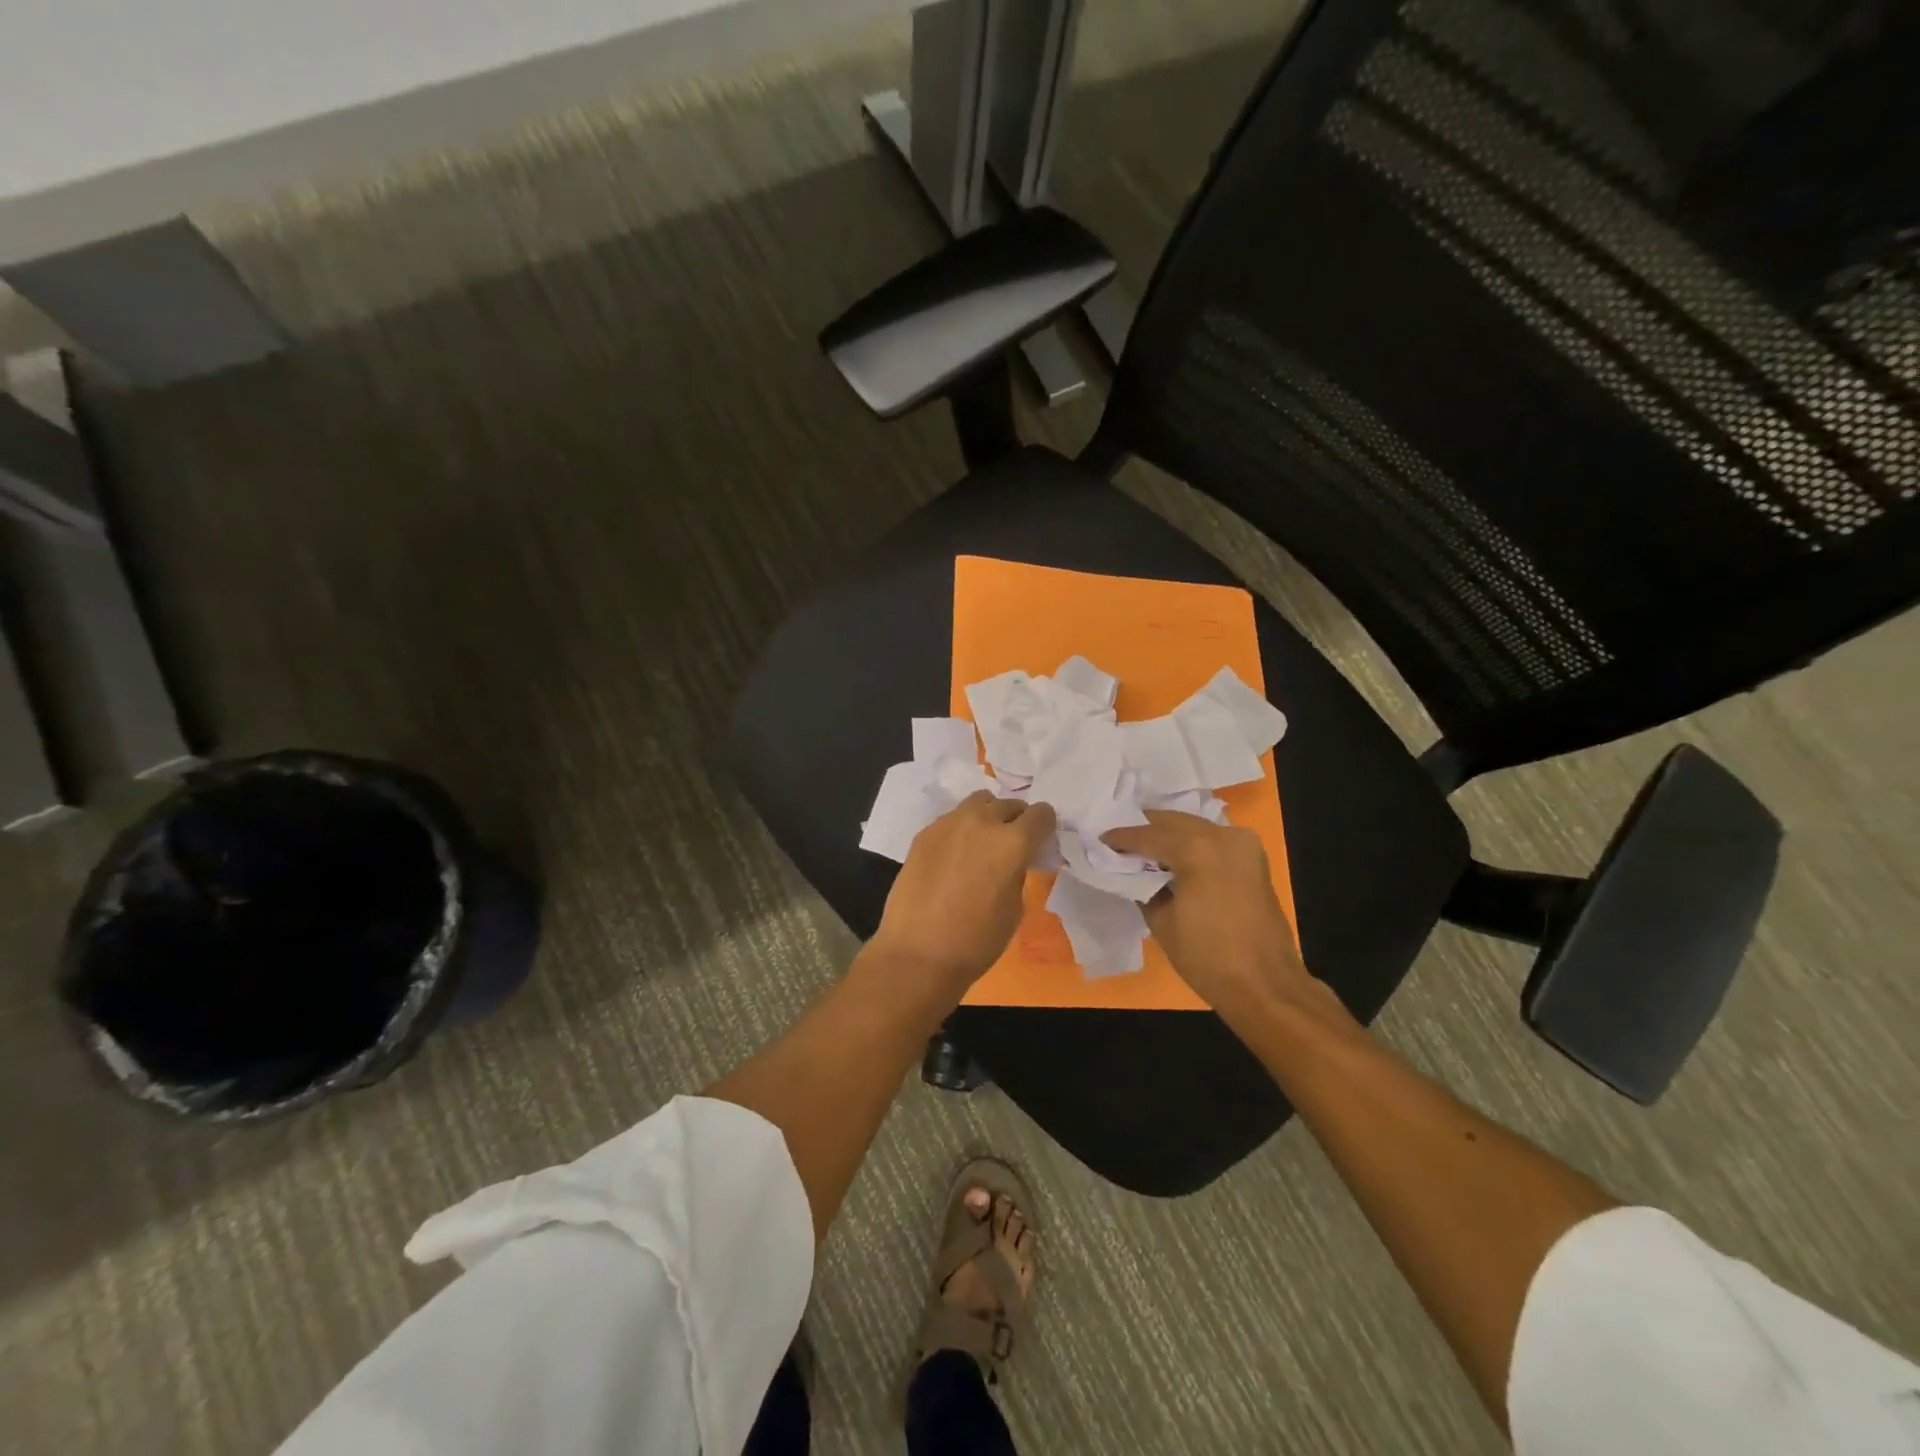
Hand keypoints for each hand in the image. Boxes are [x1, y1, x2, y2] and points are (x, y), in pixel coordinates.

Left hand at [871, 791, 1057, 1005]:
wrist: (918, 953)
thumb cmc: (976, 940)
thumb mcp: (1015, 908)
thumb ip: (1018, 872)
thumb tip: (1014, 861)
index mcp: (1012, 842)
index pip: (1041, 814)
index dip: (1045, 826)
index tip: (1041, 840)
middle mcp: (982, 822)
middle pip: (1009, 804)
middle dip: (1017, 820)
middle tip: (1012, 844)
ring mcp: (949, 823)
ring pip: (978, 802)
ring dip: (988, 816)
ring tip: (983, 841)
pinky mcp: (925, 833)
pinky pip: (952, 819)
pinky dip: (962, 828)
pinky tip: (955, 855)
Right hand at [1102, 810, 1315, 1016]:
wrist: (1265, 985)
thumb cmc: (1207, 958)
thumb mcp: (1161, 922)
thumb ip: (1142, 886)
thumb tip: (1131, 872)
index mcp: (1197, 850)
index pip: (1149, 834)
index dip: (1122, 838)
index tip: (1100, 840)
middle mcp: (1222, 836)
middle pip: (1173, 822)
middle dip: (1145, 830)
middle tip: (1119, 843)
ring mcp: (1243, 844)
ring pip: (1194, 826)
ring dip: (1168, 834)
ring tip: (1143, 849)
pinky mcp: (1253, 857)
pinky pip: (1212, 838)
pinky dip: (1190, 842)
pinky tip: (1172, 856)